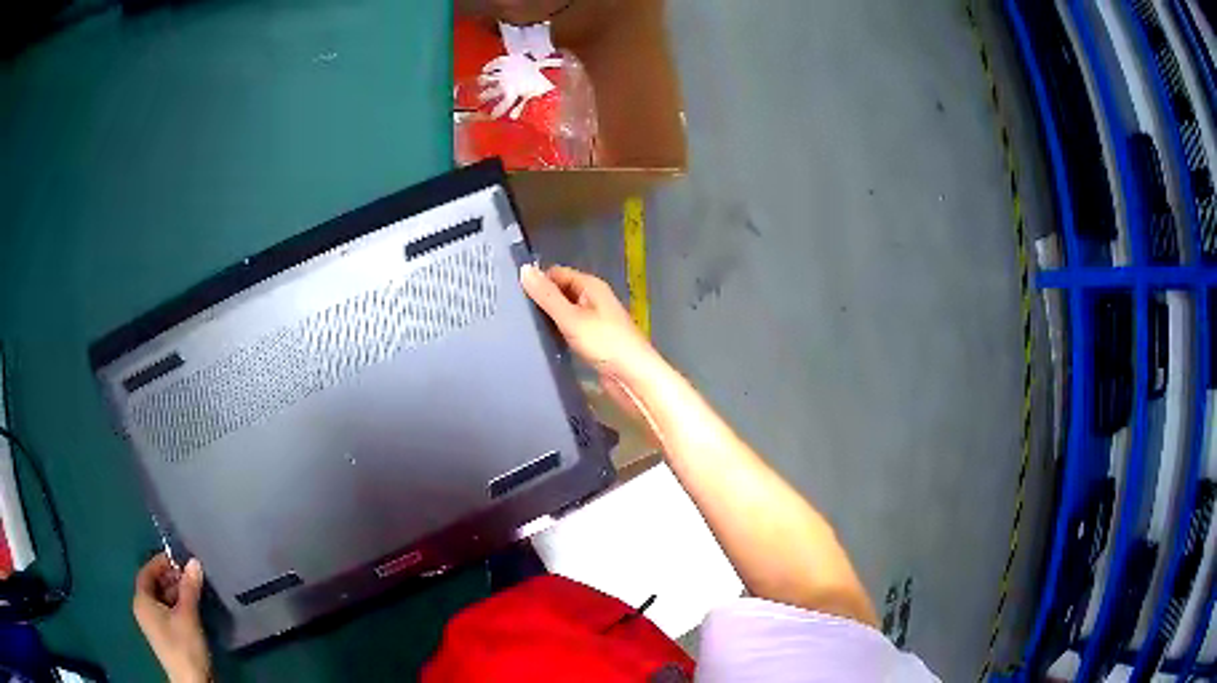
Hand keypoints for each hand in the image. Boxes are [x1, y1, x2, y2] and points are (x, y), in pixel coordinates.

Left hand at [133, 554, 210, 682]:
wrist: (191, 682)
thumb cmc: (183, 645)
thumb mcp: (188, 615)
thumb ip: (189, 588)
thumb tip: (194, 562)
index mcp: (142, 600)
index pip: (147, 572)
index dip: (161, 563)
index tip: (179, 559)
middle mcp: (143, 609)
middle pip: (154, 586)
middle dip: (170, 578)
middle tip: (189, 575)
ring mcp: (153, 624)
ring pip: (161, 600)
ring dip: (175, 592)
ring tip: (194, 590)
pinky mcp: (164, 636)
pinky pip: (166, 612)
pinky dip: (176, 606)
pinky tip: (192, 608)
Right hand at [521, 264, 660, 417]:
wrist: (633, 377)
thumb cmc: (605, 343)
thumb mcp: (571, 318)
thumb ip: (547, 296)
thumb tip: (524, 269)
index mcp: (591, 286)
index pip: (557, 273)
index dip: (538, 280)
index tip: (514, 293)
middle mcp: (593, 299)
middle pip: (560, 291)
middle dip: (541, 300)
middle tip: (514, 312)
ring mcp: (594, 320)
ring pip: (564, 312)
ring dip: (549, 318)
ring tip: (523, 327)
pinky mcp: (593, 340)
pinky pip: (569, 329)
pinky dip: (558, 332)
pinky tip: (543, 342)